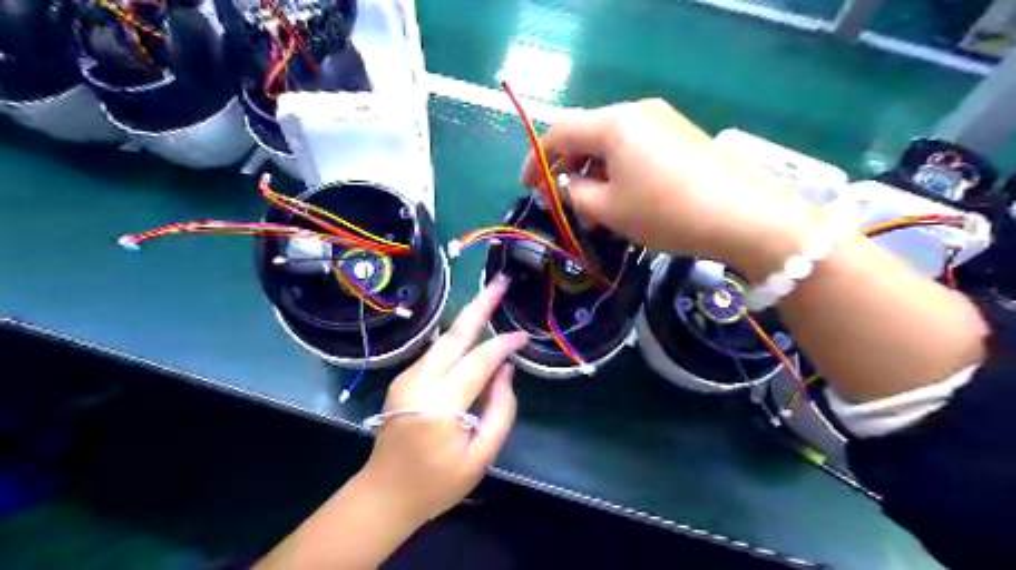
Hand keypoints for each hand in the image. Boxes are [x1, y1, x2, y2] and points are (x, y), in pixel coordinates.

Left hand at [359, 274, 532, 526]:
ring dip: (468, 317)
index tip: (524, 337)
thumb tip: (506, 370)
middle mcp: (419, 382)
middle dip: (480, 305)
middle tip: (500, 282)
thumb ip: (500, 410)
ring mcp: (406, 378)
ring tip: (490, 297)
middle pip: (454, 334)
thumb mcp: (481, 456)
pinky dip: (457, 337)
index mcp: (440, 406)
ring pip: (443, 339)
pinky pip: (436, 352)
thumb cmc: (438, 483)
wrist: (384, 494)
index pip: (479, 361)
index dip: (504, 345)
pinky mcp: (403, 379)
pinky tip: (472, 331)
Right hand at [524, 99, 813, 276]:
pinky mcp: (680, 135)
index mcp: (613, 123)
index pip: (559, 132)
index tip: (527, 188)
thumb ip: (575, 194)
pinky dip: (617, 170)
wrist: (744, 216)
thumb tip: (566, 187)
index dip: (536, 160)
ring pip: (611, 143)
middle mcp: (636, 111)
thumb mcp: (609, 209)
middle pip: (585, 134)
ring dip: (592, 173)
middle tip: (559, 201)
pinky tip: (621, 197)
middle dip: (565, 168)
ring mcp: (662, 120)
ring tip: (590, 209)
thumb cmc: (665, 212)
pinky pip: (635, 148)